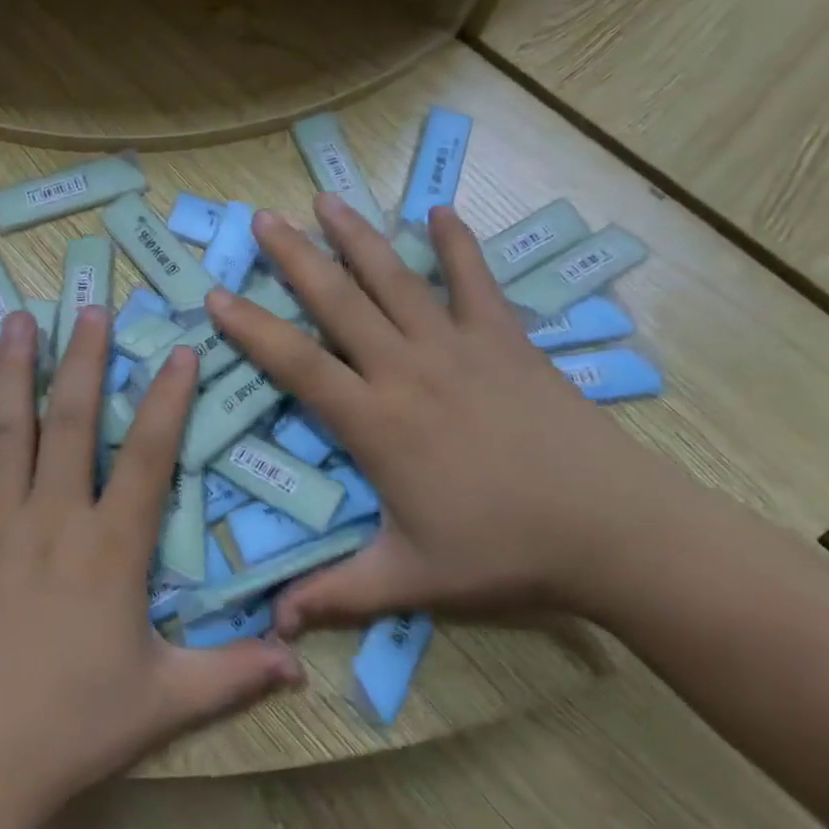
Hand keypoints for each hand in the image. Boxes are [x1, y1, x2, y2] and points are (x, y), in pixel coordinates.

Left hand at [0, 306, 302, 828]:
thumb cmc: (68, 729)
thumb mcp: (162, 703)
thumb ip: (232, 674)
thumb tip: (300, 661)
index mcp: (110, 549)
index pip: (148, 457)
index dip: (168, 399)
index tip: (178, 351)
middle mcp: (54, 517)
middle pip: (74, 420)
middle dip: (86, 359)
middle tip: (92, 307)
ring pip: (9, 427)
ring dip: (16, 368)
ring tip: (21, 318)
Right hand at [206, 194, 692, 632]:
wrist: (613, 532)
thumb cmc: (503, 552)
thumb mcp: (410, 579)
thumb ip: (336, 595)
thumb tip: (273, 628)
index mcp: (376, 421)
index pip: (296, 363)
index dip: (251, 328)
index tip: (215, 295)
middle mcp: (406, 369)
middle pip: (339, 301)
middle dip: (295, 257)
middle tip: (262, 218)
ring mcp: (457, 346)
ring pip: (395, 280)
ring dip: (357, 237)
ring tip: (325, 200)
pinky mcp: (505, 339)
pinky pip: (475, 281)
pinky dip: (456, 244)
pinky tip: (439, 210)